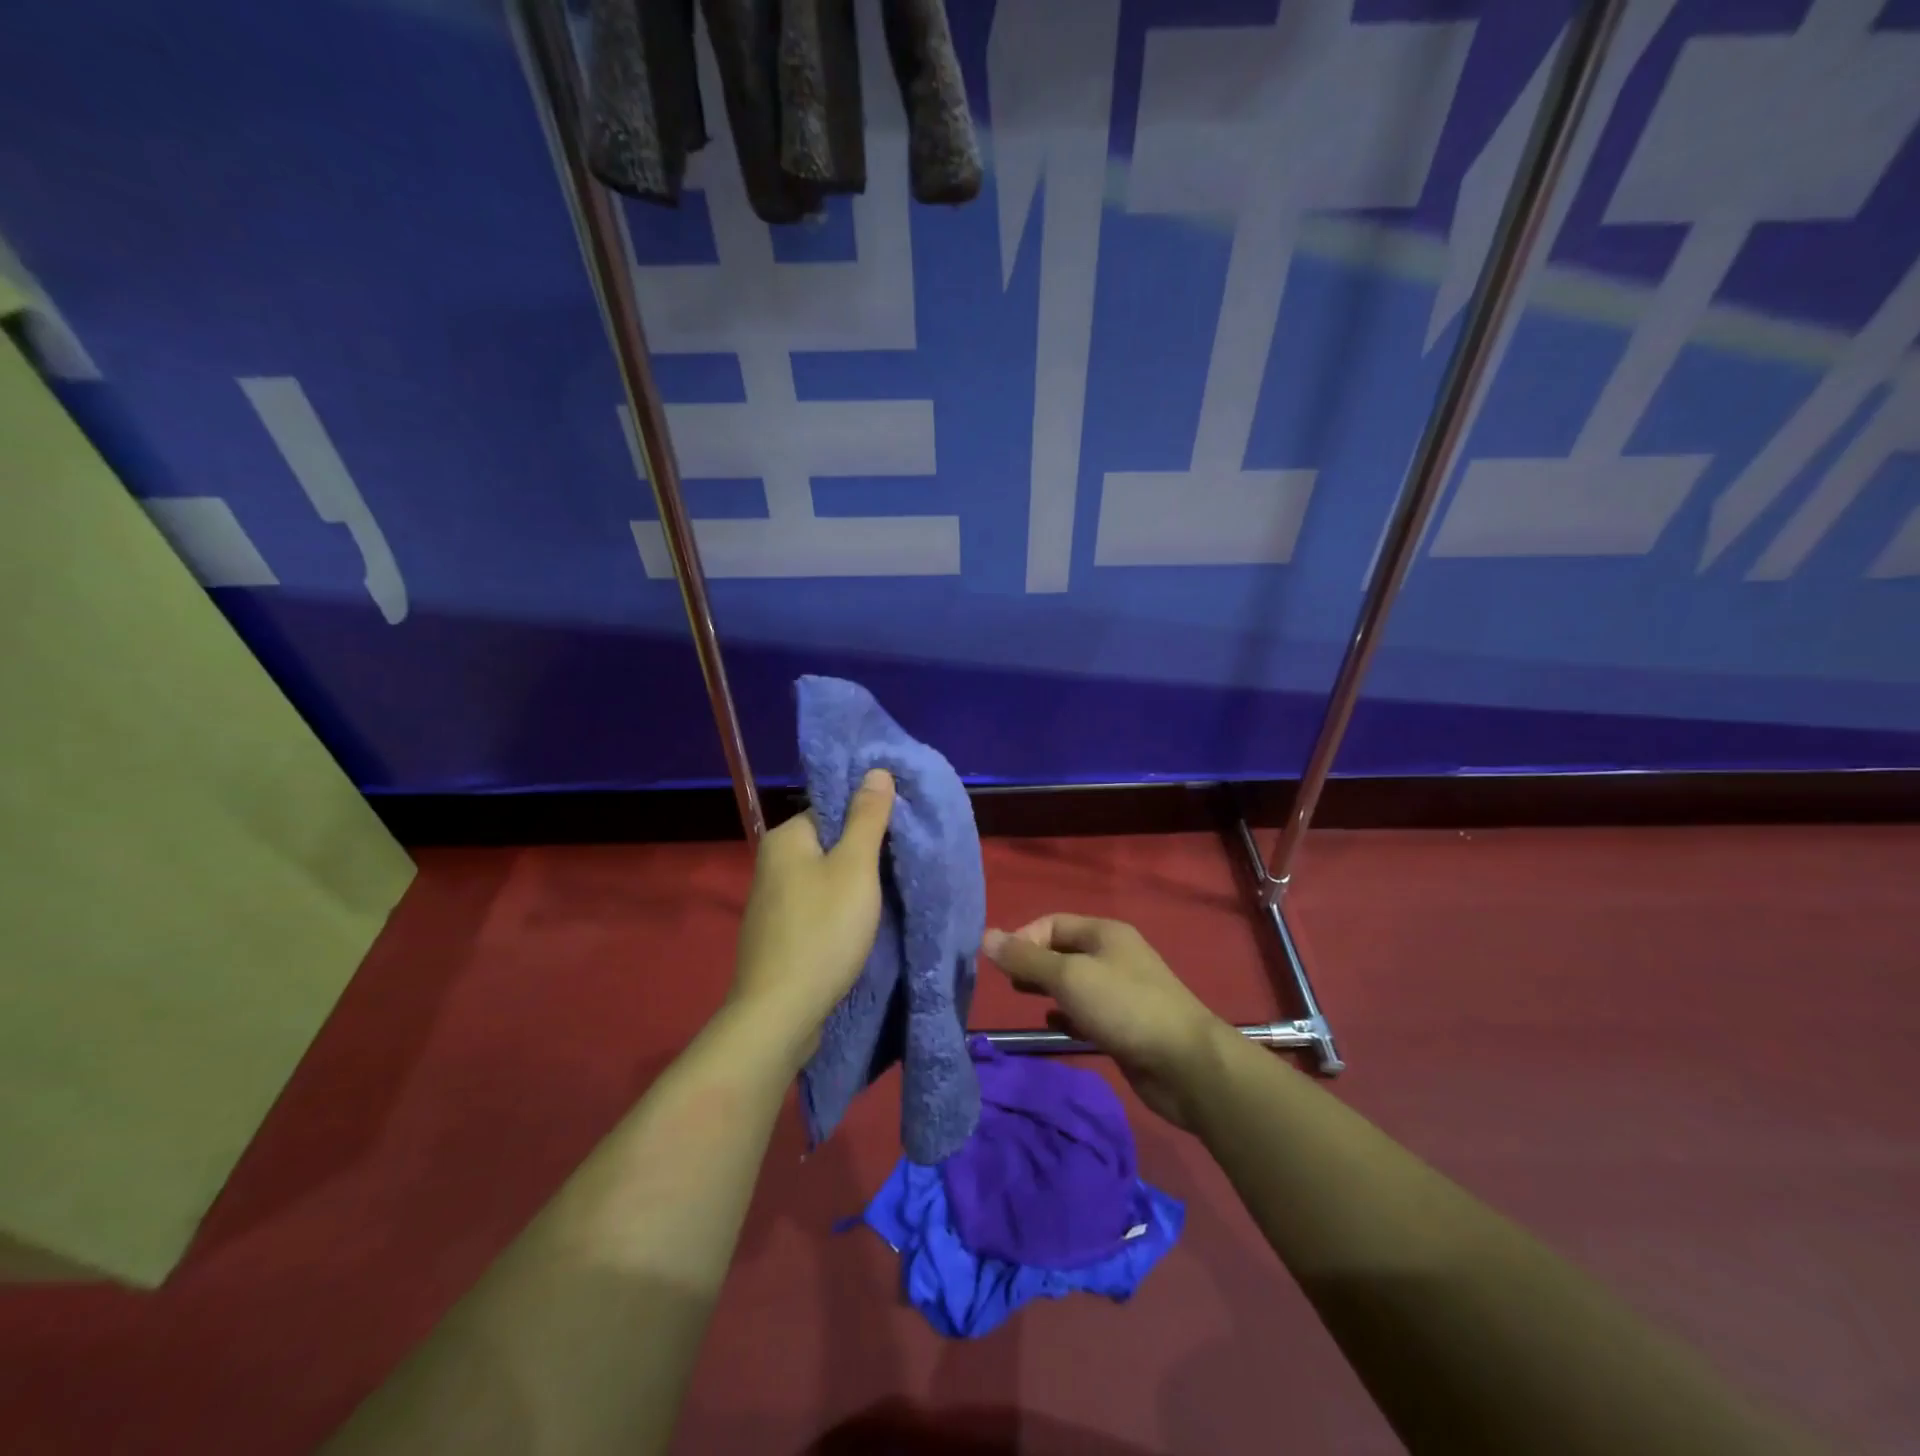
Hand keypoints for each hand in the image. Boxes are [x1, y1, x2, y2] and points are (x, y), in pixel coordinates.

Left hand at [730, 768, 895, 1069]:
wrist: (781, 1013)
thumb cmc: (823, 931)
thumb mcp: (856, 868)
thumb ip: (868, 818)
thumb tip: (876, 770)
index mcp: (786, 837)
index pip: (833, 808)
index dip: (868, 818)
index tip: (900, 835)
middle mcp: (772, 862)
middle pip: (829, 842)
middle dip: (864, 853)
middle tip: (901, 866)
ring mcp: (771, 901)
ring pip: (824, 877)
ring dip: (854, 884)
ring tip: (889, 895)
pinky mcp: (777, 934)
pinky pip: (815, 906)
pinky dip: (838, 910)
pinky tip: (859, 925)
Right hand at [983, 915, 1225, 1128]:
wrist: (1185, 1063)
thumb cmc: (1124, 1008)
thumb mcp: (1069, 977)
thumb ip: (1026, 959)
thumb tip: (986, 936)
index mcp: (1104, 933)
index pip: (1052, 923)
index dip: (1023, 938)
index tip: (1001, 966)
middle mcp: (1113, 955)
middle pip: (1063, 951)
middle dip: (1033, 963)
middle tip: (1008, 985)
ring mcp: (1122, 990)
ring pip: (1074, 982)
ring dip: (1047, 989)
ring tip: (1022, 1001)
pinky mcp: (1125, 1024)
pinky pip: (1087, 1011)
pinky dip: (1067, 1014)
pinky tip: (1052, 1025)